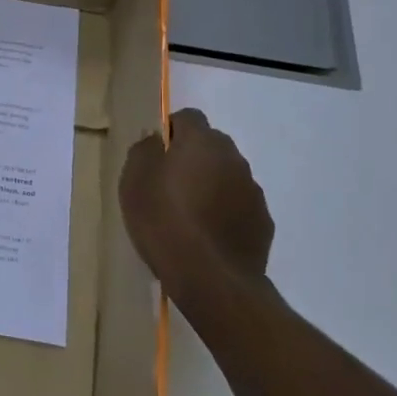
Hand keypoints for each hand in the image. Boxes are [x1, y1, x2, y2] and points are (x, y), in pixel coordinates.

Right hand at [118, 107, 273, 306]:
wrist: (211, 278)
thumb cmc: (163, 221)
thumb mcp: (134, 181)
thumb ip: (144, 151)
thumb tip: (155, 139)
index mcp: (202, 142)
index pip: (189, 117)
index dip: (171, 130)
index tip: (155, 154)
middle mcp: (234, 158)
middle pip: (211, 146)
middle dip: (192, 158)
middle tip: (168, 184)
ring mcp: (253, 191)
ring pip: (227, 176)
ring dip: (210, 185)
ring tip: (187, 214)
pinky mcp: (263, 222)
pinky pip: (238, 206)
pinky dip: (224, 212)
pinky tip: (206, 235)